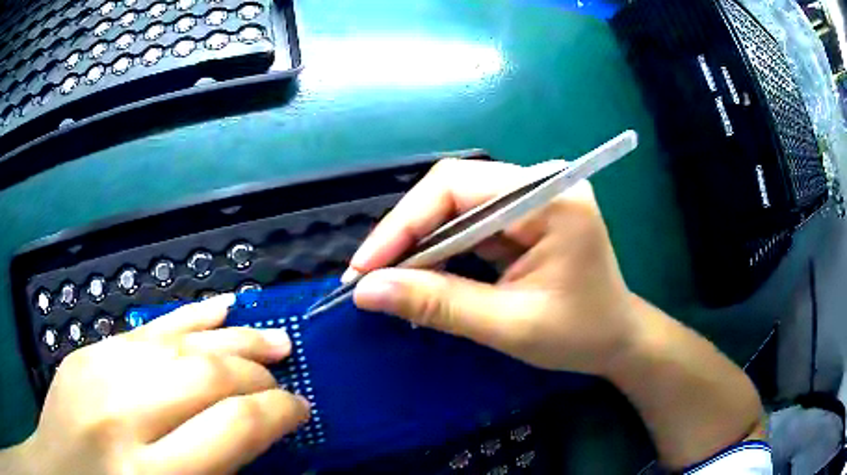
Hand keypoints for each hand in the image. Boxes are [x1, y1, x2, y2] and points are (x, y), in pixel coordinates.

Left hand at [13, 294, 309, 474]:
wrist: (64, 470)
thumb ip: (213, 473)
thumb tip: (257, 437)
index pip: (233, 427)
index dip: (278, 413)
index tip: (300, 410)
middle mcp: (122, 416)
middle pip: (205, 375)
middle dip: (257, 374)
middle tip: (285, 375)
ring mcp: (97, 373)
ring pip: (178, 342)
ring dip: (233, 338)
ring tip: (271, 339)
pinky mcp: (85, 353)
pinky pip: (146, 329)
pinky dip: (189, 318)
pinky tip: (218, 308)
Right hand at [348, 158, 638, 375]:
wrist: (617, 339)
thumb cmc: (579, 335)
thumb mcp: (509, 325)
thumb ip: (439, 305)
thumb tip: (367, 291)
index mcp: (550, 199)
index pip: (457, 186)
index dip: (403, 223)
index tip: (364, 268)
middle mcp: (540, 184)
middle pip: (452, 190)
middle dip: (406, 234)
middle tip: (369, 276)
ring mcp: (533, 196)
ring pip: (455, 205)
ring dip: (419, 242)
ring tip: (388, 278)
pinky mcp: (524, 215)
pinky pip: (468, 221)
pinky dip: (441, 248)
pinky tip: (422, 273)